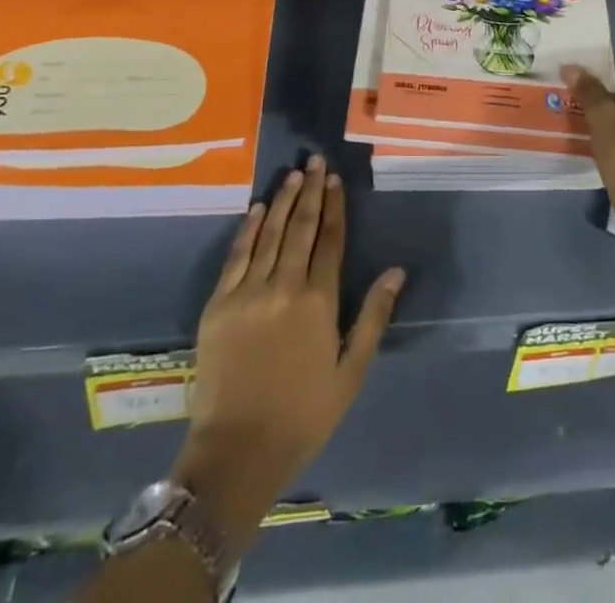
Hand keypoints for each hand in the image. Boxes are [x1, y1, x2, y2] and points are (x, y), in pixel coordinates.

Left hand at [171, 155, 404, 550]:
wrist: (236, 453)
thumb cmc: (302, 415)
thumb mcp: (350, 372)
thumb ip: (373, 316)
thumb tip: (396, 270)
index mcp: (319, 302)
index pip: (330, 240)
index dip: (334, 206)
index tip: (335, 179)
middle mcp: (284, 286)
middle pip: (300, 227)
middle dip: (309, 191)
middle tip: (314, 160)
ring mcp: (248, 292)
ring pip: (268, 234)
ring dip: (281, 201)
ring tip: (292, 174)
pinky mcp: (218, 304)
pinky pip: (236, 256)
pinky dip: (247, 229)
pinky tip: (255, 208)